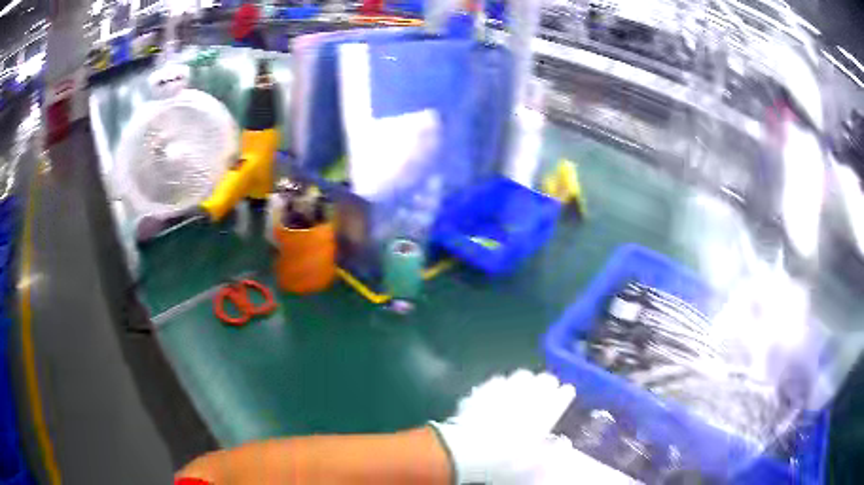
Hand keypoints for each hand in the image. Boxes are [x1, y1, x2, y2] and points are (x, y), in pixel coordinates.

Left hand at [431, 370, 635, 483]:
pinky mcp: (477, 403)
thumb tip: (563, 443)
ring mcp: (497, 403)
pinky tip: (500, 379)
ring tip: (529, 375)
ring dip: (523, 380)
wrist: (464, 454)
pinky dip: (498, 384)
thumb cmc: (500, 465)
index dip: (562, 396)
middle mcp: (519, 408)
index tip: (569, 387)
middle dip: (545, 384)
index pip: (554, 405)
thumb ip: (548, 453)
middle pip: (536, 391)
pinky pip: (491, 389)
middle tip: (551, 376)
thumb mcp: (529, 466)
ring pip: (516, 386)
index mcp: (534, 423)